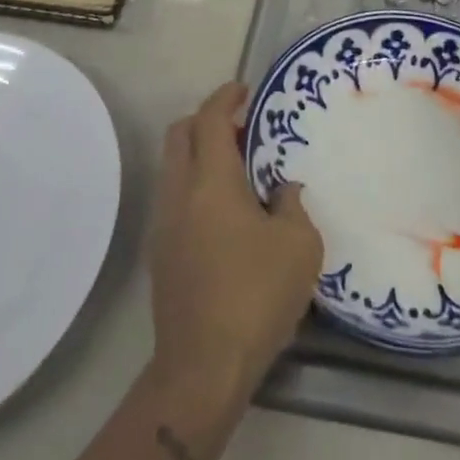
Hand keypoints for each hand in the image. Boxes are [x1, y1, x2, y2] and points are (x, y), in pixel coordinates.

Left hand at [148, 82, 322, 401]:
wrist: (202, 369)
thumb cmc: (256, 295)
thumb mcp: (299, 244)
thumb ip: (292, 204)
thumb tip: (282, 190)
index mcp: (211, 181)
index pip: (209, 119)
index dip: (225, 97)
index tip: (244, 90)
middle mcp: (180, 193)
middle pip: (180, 135)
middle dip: (206, 120)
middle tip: (242, 129)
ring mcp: (164, 225)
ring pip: (173, 168)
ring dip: (200, 156)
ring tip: (239, 172)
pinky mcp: (160, 255)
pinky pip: (175, 199)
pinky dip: (195, 187)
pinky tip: (226, 214)